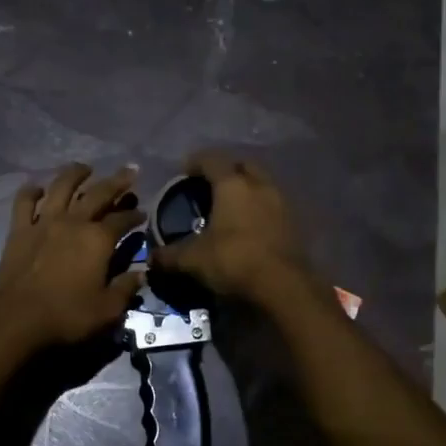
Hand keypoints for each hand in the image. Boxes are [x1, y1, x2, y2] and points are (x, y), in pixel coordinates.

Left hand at [0, 164, 145, 350]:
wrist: (16, 320)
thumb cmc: (67, 316)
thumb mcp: (107, 310)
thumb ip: (126, 288)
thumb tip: (141, 274)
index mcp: (98, 239)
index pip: (123, 220)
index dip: (135, 215)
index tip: (143, 213)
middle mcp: (73, 222)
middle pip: (98, 194)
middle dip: (117, 182)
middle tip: (130, 172)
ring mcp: (43, 222)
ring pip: (61, 187)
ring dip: (75, 174)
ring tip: (85, 168)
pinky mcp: (19, 230)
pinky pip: (24, 202)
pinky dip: (31, 191)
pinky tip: (38, 188)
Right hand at [149, 152, 310, 300]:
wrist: (283, 286)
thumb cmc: (234, 260)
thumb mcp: (193, 260)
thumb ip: (169, 255)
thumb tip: (151, 259)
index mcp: (232, 185)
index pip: (212, 159)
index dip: (195, 162)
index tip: (184, 172)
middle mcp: (259, 185)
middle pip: (242, 165)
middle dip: (226, 170)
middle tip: (210, 185)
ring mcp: (281, 202)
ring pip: (261, 183)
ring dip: (246, 188)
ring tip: (230, 206)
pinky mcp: (294, 222)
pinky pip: (272, 204)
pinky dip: (259, 208)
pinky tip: (249, 225)